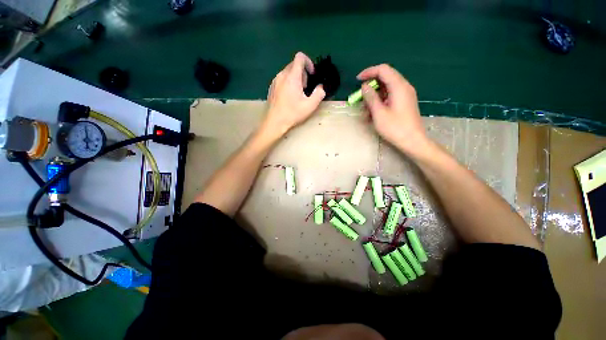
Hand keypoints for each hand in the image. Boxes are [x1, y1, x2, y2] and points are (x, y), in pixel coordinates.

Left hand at [264, 52, 325, 135]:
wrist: (274, 122)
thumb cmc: (292, 113)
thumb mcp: (310, 106)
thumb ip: (319, 94)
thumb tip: (321, 87)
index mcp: (292, 77)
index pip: (300, 57)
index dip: (308, 62)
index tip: (312, 74)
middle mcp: (282, 75)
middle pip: (294, 64)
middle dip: (303, 73)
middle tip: (306, 88)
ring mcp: (275, 81)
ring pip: (287, 72)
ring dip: (295, 78)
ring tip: (298, 94)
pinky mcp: (271, 87)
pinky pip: (282, 79)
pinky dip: (288, 82)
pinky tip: (289, 97)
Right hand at [358, 64, 428, 155]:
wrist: (413, 141)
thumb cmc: (395, 128)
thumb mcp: (379, 113)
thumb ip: (371, 97)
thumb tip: (364, 86)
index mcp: (399, 86)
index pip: (383, 70)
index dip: (369, 72)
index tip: (357, 80)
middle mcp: (404, 87)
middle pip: (385, 78)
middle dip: (370, 87)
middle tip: (360, 98)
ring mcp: (405, 95)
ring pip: (386, 89)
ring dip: (374, 97)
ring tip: (365, 111)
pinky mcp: (404, 103)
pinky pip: (390, 97)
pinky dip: (380, 102)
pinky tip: (373, 114)